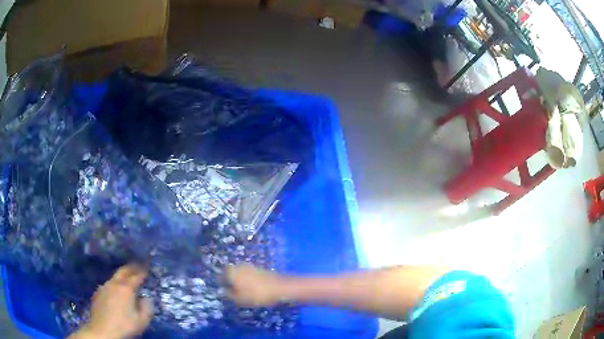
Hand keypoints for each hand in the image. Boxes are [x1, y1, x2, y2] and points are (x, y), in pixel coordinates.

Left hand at [70, 264, 153, 338]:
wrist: (103, 331)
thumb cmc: (125, 326)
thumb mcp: (142, 321)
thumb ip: (147, 308)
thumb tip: (146, 298)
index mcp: (126, 289)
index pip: (136, 276)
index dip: (142, 271)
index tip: (147, 267)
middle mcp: (114, 284)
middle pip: (123, 271)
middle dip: (131, 267)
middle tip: (137, 265)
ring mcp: (103, 287)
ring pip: (114, 277)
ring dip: (121, 276)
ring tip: (126, 278)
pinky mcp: (97, 293)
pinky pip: (107, 285)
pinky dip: (113, 284)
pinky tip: (114, 291)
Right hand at [225, 264, 285, 306]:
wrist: (280, 287)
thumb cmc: (257, 294)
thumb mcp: (240, 299)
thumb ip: (229, 295)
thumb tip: (223, 291)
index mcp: (231, 271)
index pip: (221, 276)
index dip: (222, 284)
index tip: (225, 292)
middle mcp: (239, 265)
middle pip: (230, 273)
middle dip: (230, 281)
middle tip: (233, 291)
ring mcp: (249, 266)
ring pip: (240, 273)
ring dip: (239, 280)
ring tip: (243, 291)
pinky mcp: (259, 268)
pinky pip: (248, 274)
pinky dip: (248, 280)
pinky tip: (252, 288)